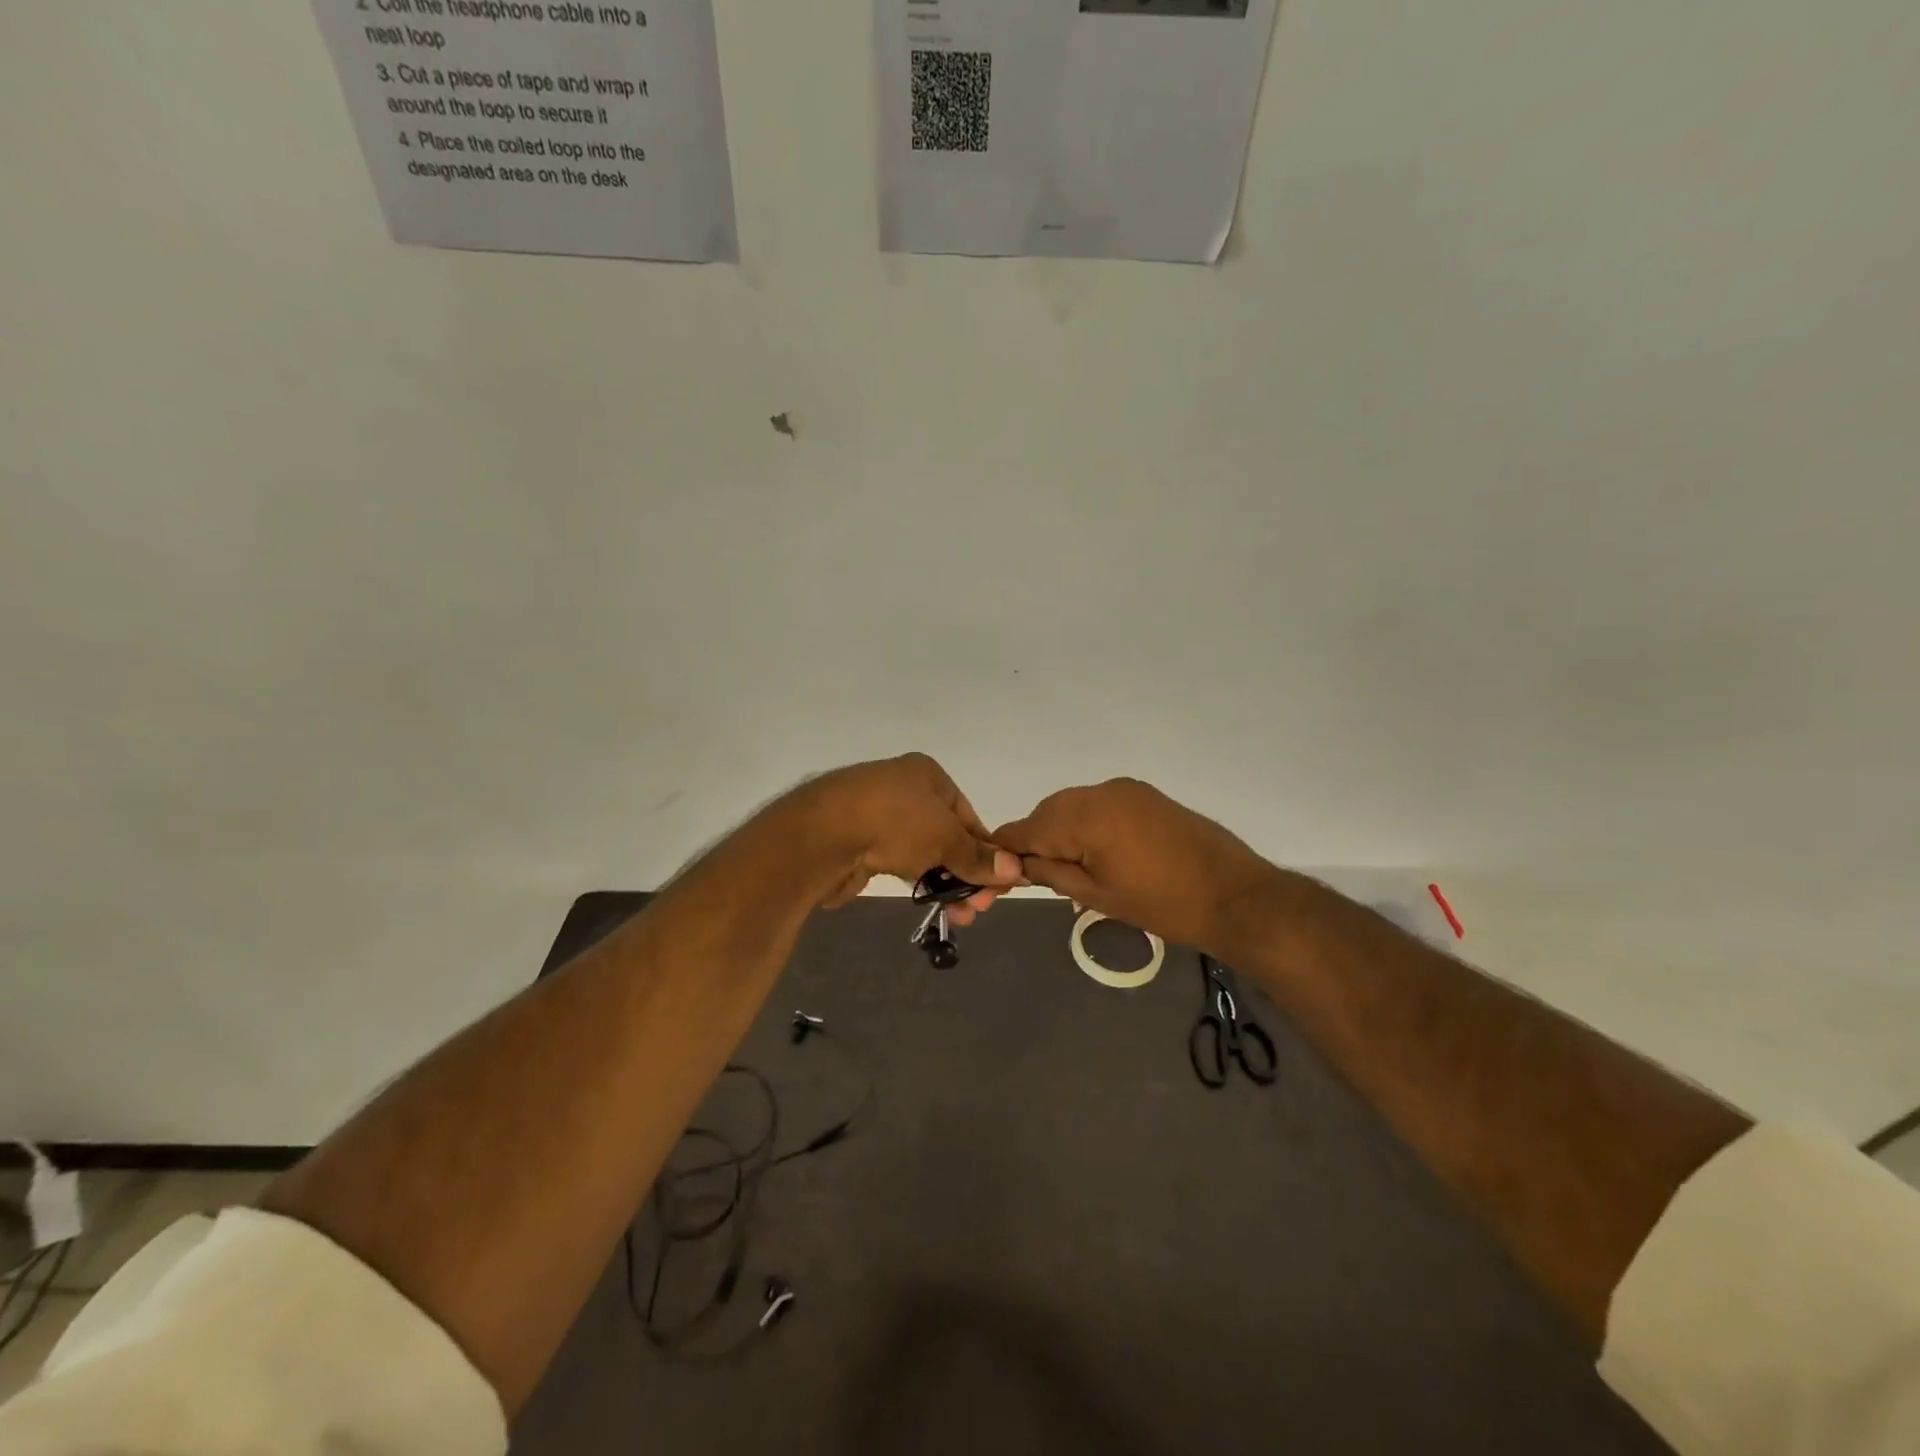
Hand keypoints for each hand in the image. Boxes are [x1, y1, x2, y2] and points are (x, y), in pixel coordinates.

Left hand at [798, 754, 1021, 923]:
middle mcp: (903, 789)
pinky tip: (928, 902)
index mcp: (927, 775)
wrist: (822, 834)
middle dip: (965, 873)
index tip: (997, 886)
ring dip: (943, 883)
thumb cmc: (894, 822)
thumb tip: (1015, 870)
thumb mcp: (946, 838)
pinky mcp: (858, 842)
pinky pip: (896, 862)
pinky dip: (915, 880)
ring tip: (957, 916)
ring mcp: (877, 815)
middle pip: (946, 835)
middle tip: (976, 909)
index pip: (968, 816)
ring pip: (922, 852)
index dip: (986, 851)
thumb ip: (978, 857)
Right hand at [994, 778, 1283, 951]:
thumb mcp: (1097, 896)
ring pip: (1073, 806)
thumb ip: (1052, 873)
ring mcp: (1125, 789)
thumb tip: (1020, 864)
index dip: (1007, 850)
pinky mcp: (1144, 794)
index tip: (996, 873)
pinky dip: (1087, 824)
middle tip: (1039, 878)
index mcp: (1085, 816)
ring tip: (1071, 870)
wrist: (1234, 896)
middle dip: (1037, 841)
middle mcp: (1101, 791)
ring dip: (1062, 832)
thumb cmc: (1162, 905)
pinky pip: (1099, 804)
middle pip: (1048, 812)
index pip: (1027, 828)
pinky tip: (1096, 853)